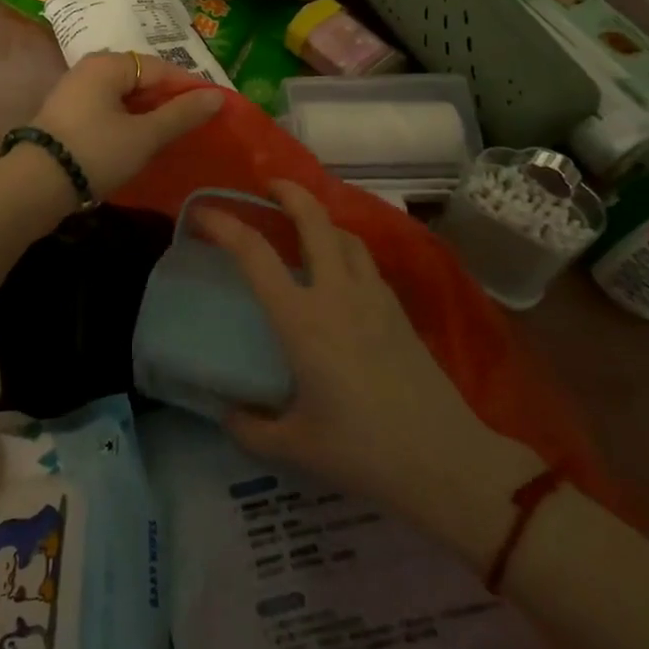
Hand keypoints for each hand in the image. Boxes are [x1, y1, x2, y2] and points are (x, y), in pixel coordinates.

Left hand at [30, 51, 224, 198]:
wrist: (35, 186)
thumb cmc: (96, 152)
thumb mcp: (144, 135)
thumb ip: (181, 114)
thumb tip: (217, 96)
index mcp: (108, 64)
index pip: (161, 67)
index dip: (189, 87)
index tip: (213, 110)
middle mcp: (89, 69)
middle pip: (141, 79)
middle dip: (168, 101)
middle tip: (194, 125)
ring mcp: (74, 92)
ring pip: (124, 97)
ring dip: (148, 114)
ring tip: (171, 136)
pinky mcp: (67, 116)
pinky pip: (107, 110)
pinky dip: (127, 122)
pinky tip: (139, 143)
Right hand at [197, 180, 527, 523]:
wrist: (446, 461)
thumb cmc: (364, 452)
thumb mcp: (296, 448)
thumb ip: (251, 429)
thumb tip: (226, 412)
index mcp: (302, 320)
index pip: (255, 254)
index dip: (224, 225)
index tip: (202, 213)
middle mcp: (336, 293)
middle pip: (313, 219)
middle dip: (287, 192)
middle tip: (266, 187)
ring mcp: (373, 296)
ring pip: (344, 233)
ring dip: (319, 218)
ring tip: (302, 225)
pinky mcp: (398, 308)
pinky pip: (364, 259)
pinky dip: (344, 246)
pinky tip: (338, 269)